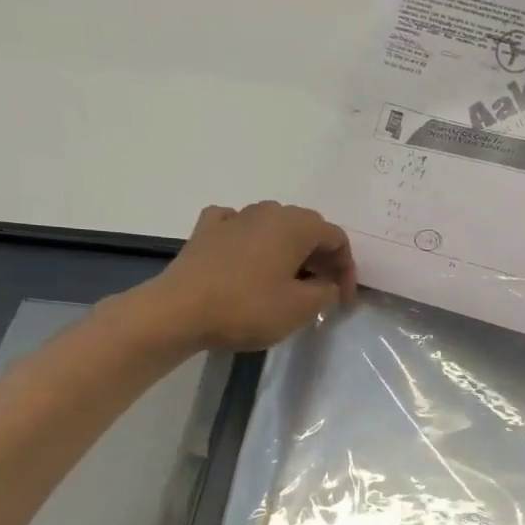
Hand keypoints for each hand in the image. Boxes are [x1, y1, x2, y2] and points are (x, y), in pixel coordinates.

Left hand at [119, 201, 357, 354]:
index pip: (337, 239)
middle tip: (322, 288)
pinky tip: (246, 255)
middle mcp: (268, 211)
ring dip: (288, 248)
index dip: (347, 269)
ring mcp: (234, 217)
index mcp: (296, 226)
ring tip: (288, 277)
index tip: (343, 299)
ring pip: (274, 225)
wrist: (177, 312)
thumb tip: (328, 283)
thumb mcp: (300, 309)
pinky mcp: (206, 230)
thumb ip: (326, 292)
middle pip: (307, 227)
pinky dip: (250, 238)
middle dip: (320, 257)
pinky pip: (238, 225)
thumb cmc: (247, 308)